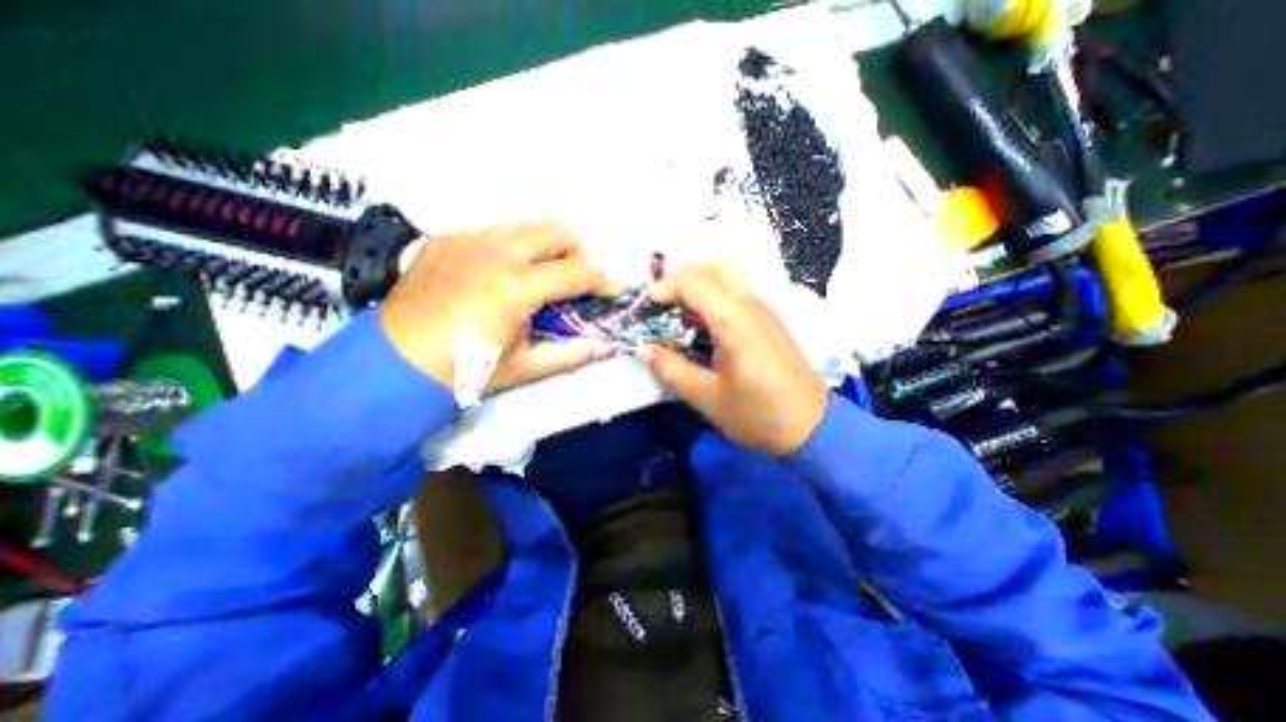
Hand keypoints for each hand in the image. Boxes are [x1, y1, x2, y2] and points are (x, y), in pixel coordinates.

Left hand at [377, 223, 619, 398]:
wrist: (395, 362)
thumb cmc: (465, 370)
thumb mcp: (525, 368)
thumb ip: (572, 355)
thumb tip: (606, 347)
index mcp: (516, 286)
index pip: (578, 271)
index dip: (606, 280)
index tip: (618, 289)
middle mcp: (495, 251)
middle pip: (558, 229)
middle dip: (577, 254)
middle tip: (571, 283)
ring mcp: (469, 237)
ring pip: (529, 224)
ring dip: (546, 248)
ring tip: (537, 278)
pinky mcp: (449, 236)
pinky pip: (497, 228)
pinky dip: (514, 246)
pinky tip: (502, 273)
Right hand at [638, 266, 829, 452]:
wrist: (812, 426)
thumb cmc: (758, 414)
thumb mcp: (707, 398)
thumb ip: (671, 369)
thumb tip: (643, 349)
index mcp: (734, 321)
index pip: (695, 282)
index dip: (666, 286)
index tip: (647, 303)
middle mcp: (752, 305)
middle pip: (715, 266)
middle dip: (683, 274)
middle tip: (663, 298)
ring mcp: (765, 309)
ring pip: (730, 274)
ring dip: (700, 281)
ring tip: (679, 307)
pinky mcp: (770, 320)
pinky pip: (739, 289)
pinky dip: (715, 291)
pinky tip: (705, 320)